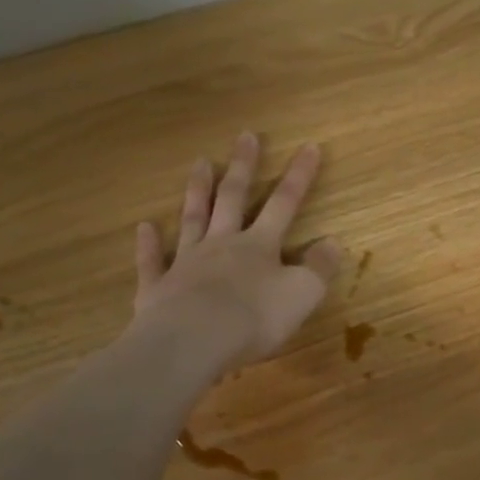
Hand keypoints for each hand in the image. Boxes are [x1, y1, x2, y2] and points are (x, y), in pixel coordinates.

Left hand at [130, 133, 342, 369]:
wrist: (193, 342)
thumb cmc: (255, 318)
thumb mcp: (303, 294)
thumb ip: (320, 268)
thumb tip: (333, 242)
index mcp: (260, 246)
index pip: (284, 204)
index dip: (299, 176)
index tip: (309, 146)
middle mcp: (222, 245)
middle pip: (232, 198)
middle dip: (243, 167)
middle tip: (246, 136)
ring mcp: (186, 263)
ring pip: (193, 219)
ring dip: (198, 190)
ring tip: (200, 162)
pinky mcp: (158, 288)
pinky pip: (153, 261)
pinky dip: (150, 244)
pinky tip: (146, 227)